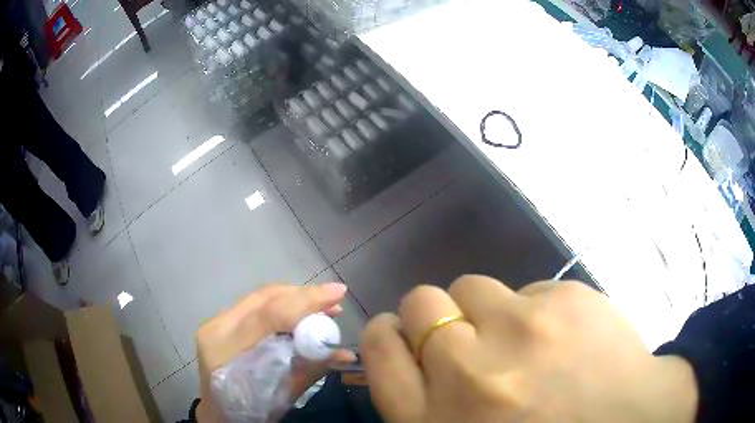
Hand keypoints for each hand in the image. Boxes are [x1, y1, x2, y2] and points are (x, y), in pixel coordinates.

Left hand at [195, 283, 355, 420]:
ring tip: (322, 306)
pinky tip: (298, 313)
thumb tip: (347, 354)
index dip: (305, 301)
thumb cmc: (251, 409)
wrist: (220, 413)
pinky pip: (255, 305)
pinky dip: (281, 305)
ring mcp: (215, 321)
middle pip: (264, 298)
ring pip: (259, 297)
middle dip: (303, 295)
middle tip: (334, 300)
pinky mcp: (220, 322)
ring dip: (293, 298)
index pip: (268, 315)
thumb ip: (311, 369)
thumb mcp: (282, 395)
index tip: (337, 293)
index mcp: (227, 348)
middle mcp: (217, 327)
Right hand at [361, 276, 697, 422]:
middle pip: (420, 304)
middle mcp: (469, 372)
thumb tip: (413, 359)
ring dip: (487, 310)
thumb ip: (428, 406)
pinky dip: (537, 311)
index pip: (381, 350)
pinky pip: (529, 290)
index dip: (387, 335)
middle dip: (434, 316)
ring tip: (523, 340)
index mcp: (435, 420)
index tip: (402, 336)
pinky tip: (564, 338)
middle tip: (466, 337)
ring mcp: (525, 330)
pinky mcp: (569, 300)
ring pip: (473, 286)